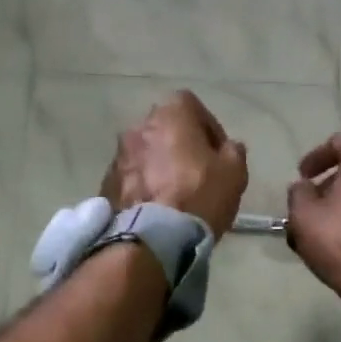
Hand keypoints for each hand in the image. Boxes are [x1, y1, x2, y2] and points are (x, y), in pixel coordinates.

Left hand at [102, 91, 248, 238]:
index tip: (217, 152)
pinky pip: (131, 176)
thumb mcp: (234, 173)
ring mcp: (118, 155)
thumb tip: (228, 147)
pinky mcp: (106, 183)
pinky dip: (144, 184)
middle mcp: (138, 126)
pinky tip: (155, 207)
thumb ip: (233, 151)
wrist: (151, 236)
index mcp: (170, 114)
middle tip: (198, 172)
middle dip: (181, 145)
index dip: (208, 127)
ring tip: (175, 193)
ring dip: (160, 165)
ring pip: (146, 153)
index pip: (191, 105)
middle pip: (165, 128)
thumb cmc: (198, 196)